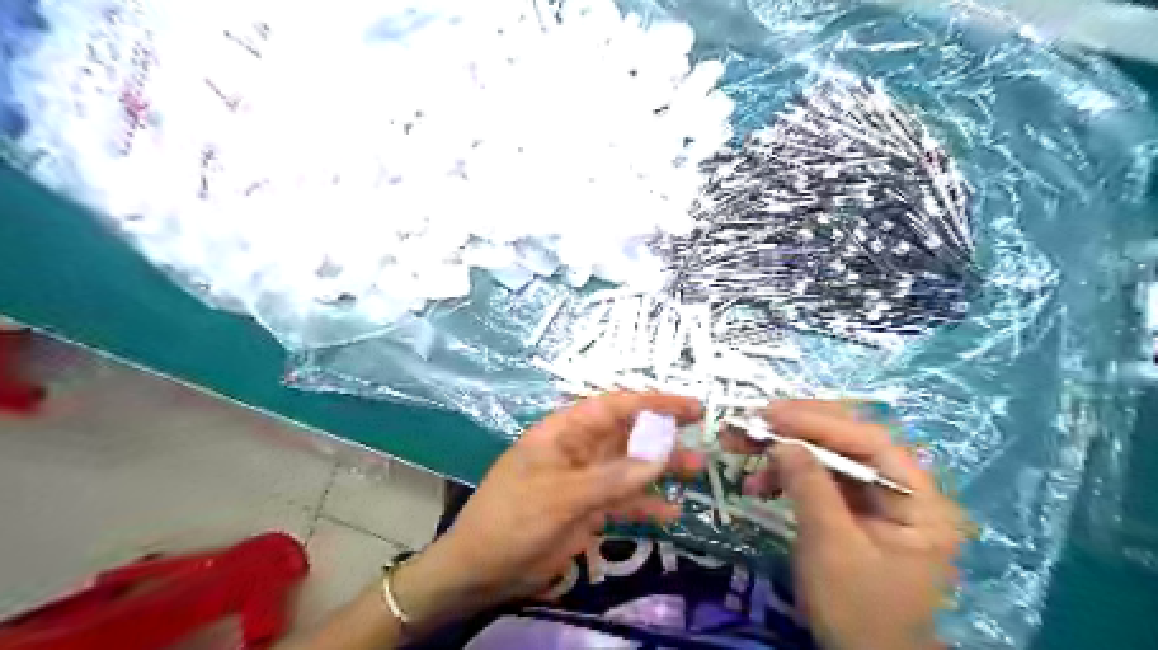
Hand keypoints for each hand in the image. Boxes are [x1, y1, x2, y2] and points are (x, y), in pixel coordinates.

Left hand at [388, 392, 700, 628]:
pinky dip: (645, 504)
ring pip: (630, 467)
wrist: (482, 569)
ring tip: (696, 473)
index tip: (690, 408)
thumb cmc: (513, 518)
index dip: (653, 403)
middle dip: (663, 435)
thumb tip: (660, 458)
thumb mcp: (561, 496)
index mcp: (565, 432)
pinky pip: (623, 500)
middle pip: (627, 435)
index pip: (614, 407)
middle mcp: (579, 450)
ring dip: (661, 469)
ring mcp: (584, 480)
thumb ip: (613, 478)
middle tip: (701, 440)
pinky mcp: (588, 508)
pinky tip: (670, 514)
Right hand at [732, 400, 970, 648]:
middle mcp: (902, 490)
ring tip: (742, 450)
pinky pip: (818, 478)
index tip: (771, 413)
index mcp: (920, 501)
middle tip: (753, 421)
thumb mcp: (832, 547)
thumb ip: (810, 487)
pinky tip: (757, 482)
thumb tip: (782, 441)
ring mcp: (875, 499)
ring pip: (828, 455)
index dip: (819, 421)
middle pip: (849, 440)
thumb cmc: (857, 610)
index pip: (870, 441)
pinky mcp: (852, 509)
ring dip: (784, 450)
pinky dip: (786, 474)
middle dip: (797, 428)